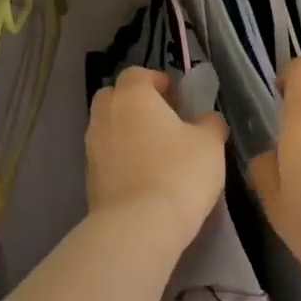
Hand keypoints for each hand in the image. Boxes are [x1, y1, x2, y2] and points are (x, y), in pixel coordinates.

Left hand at [85, 68, 229, 241]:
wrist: (139, 226)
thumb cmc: (179, 173)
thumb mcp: (210, 144)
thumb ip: (210, 123)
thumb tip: (206, 119)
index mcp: (133, 96)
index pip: (137, 74)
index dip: (155, 80)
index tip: (174, 95)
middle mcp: (106, 115)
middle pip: (114, 96)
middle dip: (134, 102)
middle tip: (161, 118)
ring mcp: (92, 147)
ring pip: (107, 127)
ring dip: (126, 131)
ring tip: (154, 150)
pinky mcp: (89, 177)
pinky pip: (106, 156)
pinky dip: (120, 157)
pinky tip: (143, 175)